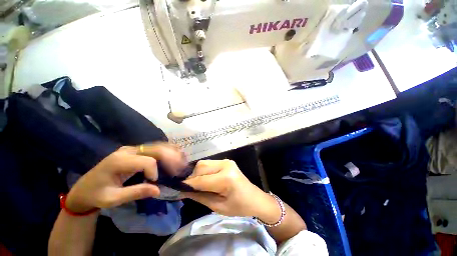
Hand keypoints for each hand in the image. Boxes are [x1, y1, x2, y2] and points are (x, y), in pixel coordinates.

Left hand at [66, 144, 186, 212]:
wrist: (84, 188)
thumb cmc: (96, 195)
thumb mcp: (112, 199)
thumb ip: (135, 192)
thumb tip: (158, 189)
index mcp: (119, 161)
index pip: (147, 161)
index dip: (155, 172)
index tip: (155, 183)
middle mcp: (128, 150)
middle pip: (156, 149)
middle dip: (171, 158)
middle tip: (180, 168)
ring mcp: (132, 149)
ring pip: (158, 146)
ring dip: (172, 153)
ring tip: (182, 160)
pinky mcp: (136, 151)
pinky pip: (155, 148)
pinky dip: (167, 151)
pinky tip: (175, 155)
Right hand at [183, 160, 279, 219]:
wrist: (255, 198)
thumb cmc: (239, 207)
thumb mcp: (218, 206)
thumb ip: (200, 196)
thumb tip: (183, 191)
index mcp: (226, 178)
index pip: (201, 180)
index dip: (187, 184)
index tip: (177, 189)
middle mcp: (226, 165)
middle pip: (201, 166)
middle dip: (192, 177)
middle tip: (189, 189)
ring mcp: (226, 161)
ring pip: (204, 163)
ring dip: (198, 174)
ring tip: (198, 185)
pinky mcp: (226, 161)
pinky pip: (210, 164)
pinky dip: (204, 171)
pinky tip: (205, 180)